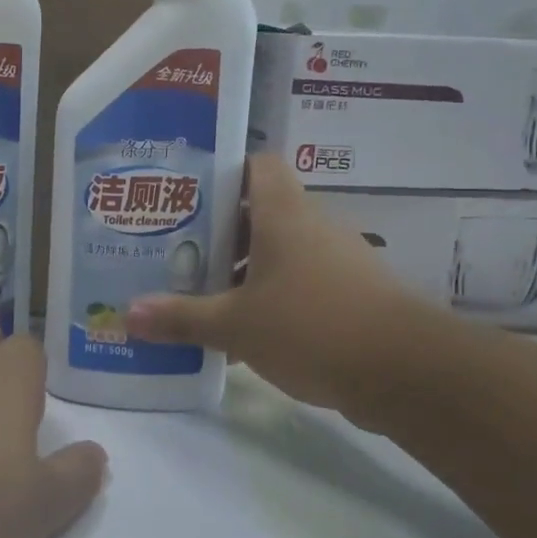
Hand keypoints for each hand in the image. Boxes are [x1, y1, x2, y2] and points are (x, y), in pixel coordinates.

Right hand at [124, 154, 428, 410]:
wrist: (408, 373)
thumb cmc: (312, 326)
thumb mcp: (236, 325)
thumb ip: (182, 317)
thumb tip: (127, 314)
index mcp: (283, 213)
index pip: (256, 165)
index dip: (222, 173)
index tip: (185, 196)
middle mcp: (312, 226)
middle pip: (259, 212)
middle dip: (219, 233)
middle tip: (177, 252)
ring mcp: (337, 261)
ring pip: (279, 252)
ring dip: (244, 271)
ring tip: (202, 294)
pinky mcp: (352, 296)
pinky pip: (300, 284)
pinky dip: (271, 299)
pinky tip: (244, 333)